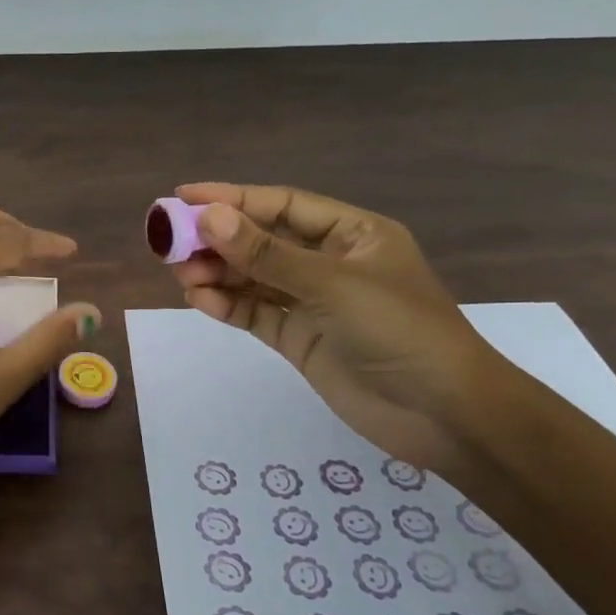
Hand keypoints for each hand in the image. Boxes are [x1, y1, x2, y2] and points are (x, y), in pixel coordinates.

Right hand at [165, 182, 505, 481]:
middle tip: (170, 242)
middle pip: (262, 241)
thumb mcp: (332, 285)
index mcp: (352, 234)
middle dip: (218, 240)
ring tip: (181, 274)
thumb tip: (208, 217)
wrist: (446, 417)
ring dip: (218, 273)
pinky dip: (228, 306)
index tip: (182, 197)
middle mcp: (330, 263)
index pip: (282, 206)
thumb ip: (266, 254)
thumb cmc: (400, 331)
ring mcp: (314, 303)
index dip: (232, 198)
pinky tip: (200, 301)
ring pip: (254, 278)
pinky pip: (256, 313)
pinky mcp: (301, 338)